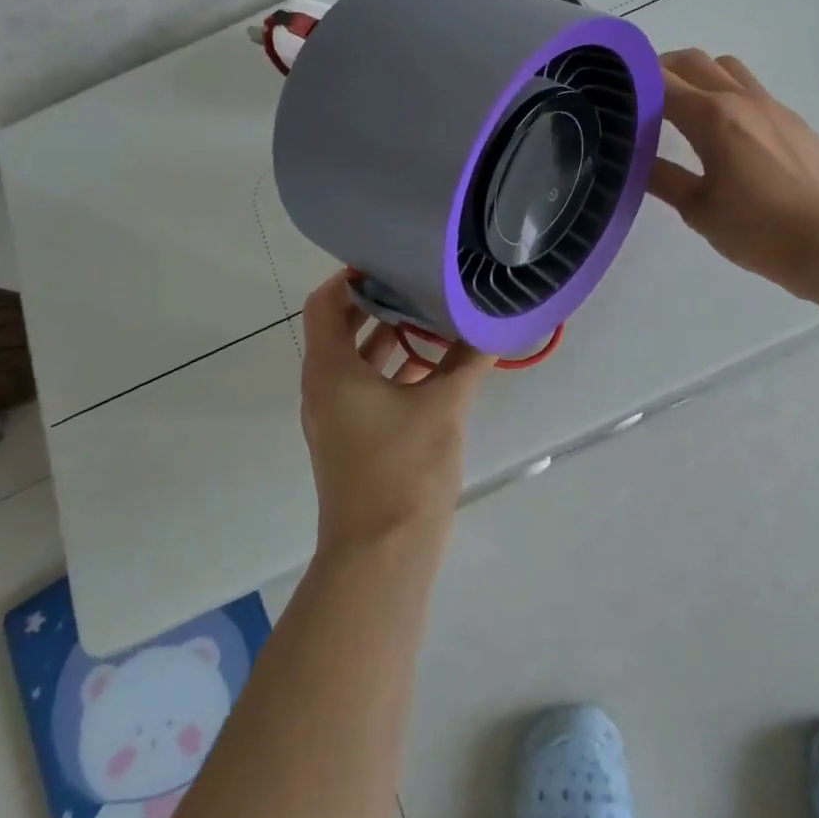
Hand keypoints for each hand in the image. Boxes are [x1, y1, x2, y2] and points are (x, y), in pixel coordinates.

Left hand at [298, 273, 495, 555]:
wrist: (382, 556)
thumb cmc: (404, 469)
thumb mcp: (444, 406)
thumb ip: (468, 360)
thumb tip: (495, 326)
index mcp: (331, 370)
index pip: (325, 303)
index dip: (352, 277)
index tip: (391, 261)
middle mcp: (323, 388)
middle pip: (341, 328)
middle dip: (379, 304)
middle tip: (420, 281)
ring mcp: (335, 417)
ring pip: (357, 360)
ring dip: (390, 337)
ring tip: (434, 316)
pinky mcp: (351, 439)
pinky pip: (366, 388)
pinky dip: (393, 370)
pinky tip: (435, 366)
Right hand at [646, 49, 818, 296]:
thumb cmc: (757, 229)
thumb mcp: (698, 209)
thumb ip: (663, 178)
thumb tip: (634, 160)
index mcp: (711, 117)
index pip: (662, 80)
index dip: (635, 81)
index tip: (614, 93)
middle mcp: (741, 99)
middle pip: (694, 60)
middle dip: (663, 69)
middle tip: (643, 96)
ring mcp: (772, 106)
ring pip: (727, 67)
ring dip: (700, 75)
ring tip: (686, 108)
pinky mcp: (794, 121)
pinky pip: (753, 90)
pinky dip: (730, 95)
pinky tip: (729, 134)